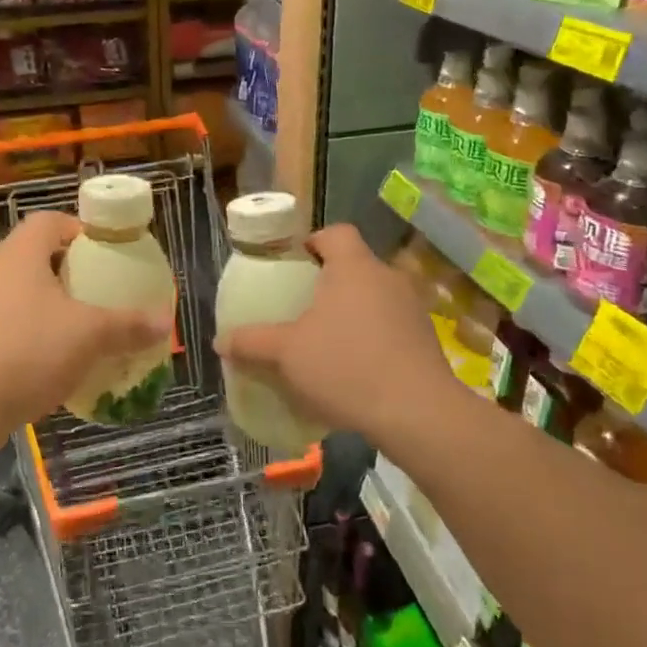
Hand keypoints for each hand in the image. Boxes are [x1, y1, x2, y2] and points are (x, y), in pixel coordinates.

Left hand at [0, 211, 173, 448]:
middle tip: (95, 289)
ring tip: (74, 323)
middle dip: (66, 269)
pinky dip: (25, 326)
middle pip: (33, 253)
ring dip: (45, 299)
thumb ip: (129, 325)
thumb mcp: (90, 336)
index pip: (49, 220)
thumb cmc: (30, 352)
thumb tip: (167, 320)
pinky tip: (45, 354)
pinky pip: (2, 317)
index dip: (78, 230)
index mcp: (19, 253)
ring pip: (16, 287)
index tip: (103, 252)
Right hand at [218, 225, 453, 446]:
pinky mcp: (426, 340)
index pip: (336, 233)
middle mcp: (387, 277)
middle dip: (329, 283)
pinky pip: (392, 326)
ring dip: (352, 312)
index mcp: (354, 266)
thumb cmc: (346, 366)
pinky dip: (373, 338)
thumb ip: (252, 342)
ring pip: (374, 297)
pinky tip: (357, 369)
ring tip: (328, 342)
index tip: (294, 266)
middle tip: (302, 308)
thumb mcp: (287, 353)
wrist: (418, 413)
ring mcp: (412, 308)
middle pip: (355, 265)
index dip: (313, 242)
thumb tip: (220, 341)